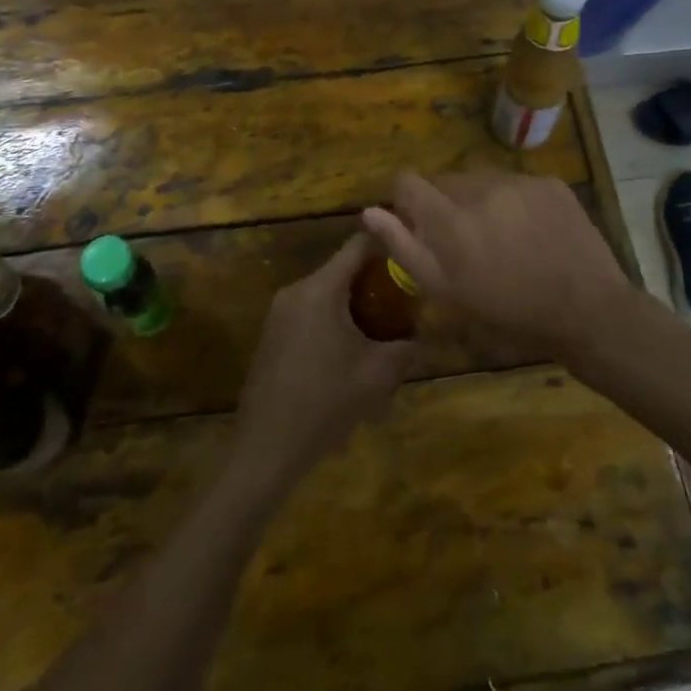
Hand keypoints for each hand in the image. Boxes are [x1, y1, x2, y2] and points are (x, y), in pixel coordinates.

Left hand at [230, 235, 416, 491]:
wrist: (266, 448)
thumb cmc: (326, 403)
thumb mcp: (378, 375)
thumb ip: (406, 346)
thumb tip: (423, 333)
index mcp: (320, 289)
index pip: (358, 245)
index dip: (387, 243)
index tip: (412, 249)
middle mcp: (296, 291)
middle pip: (342, 271)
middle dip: (374, 283)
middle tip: (404, 302)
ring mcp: (279, 313)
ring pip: (326, 294)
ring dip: (353, 306)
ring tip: (380, 332)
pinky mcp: (271, 335)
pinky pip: (310, 314)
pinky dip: (333, 321)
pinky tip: (348, 355)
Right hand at [361, 173, 627, 357]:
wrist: (589, 312)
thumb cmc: (511, 314)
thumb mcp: (449, 294)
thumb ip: (405, 249)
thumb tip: (370, 212)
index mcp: (451, 220)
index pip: (406, 182)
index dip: (403, 200)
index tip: (415, 223)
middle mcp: (481, 189)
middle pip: (444, 182)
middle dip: (444, 205)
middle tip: (464, 242)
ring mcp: (519, 182)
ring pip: (480, 181)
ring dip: (478, 201)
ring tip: (500, 238)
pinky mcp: (549, 183)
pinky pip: (515, 184)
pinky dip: (512, 201)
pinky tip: (530, 233)